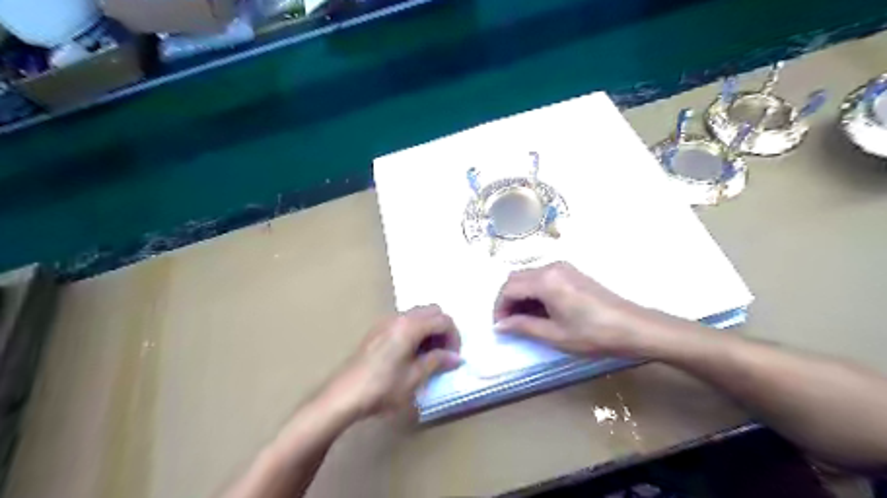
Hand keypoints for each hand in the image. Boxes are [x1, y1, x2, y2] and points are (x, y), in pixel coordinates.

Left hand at [322, 306, 460, 416]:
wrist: (344, 395)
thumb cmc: (382, 388)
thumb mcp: (414, 377)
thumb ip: (437, 362)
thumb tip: (456, 358)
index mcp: (410, 326)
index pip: (443, 320)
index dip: (454, 337)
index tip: (454, 357)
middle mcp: (399, 317)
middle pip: (432, 311)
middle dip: (443, 329)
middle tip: (444, 353)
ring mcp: (386, 321)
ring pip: (418, 314)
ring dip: (429, 329)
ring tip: (429, 355)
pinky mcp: (377, 329)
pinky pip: (404, 321)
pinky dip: (416, 330)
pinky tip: (411, 353)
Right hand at [492, 263, 649, 355]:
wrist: (632, 327)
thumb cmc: (592, 334)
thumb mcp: (554, 334)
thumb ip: (523, 327)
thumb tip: (500, 326)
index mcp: (545, 281)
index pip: (509, 288)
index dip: (499, 307)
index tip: (500, 326)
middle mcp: (551, 267)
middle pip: (516, 278)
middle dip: (507, 300)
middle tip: (509, 323)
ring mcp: (562, 267)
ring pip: (528, 277)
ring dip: (520, 296)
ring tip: (524, 320)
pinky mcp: (571, 272)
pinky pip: (542, 277)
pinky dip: (534, 292)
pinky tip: (541, 310)